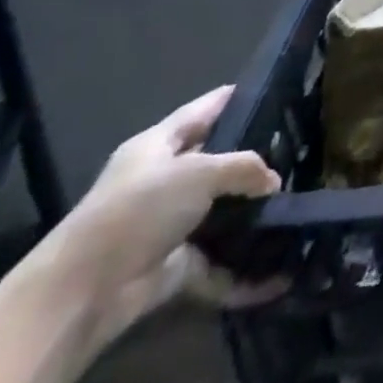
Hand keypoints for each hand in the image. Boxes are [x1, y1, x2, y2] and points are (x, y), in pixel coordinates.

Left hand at [42, 86, 281, 343]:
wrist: (82, 293)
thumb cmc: (138, 210)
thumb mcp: (200, 172)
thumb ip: (244, 167)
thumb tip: (272, 182)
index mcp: (158, 145)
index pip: (205, 109)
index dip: (238, 96)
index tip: (279, 89)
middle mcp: (162, 180)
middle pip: (217, 162)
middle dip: (255, 161)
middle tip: (300, 153)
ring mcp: (167, 225)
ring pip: (221, 211)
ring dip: (253, 216)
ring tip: (297, 205)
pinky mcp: (172, 265)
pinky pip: (217, 263)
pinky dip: (242, 272)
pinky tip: (277, 274)